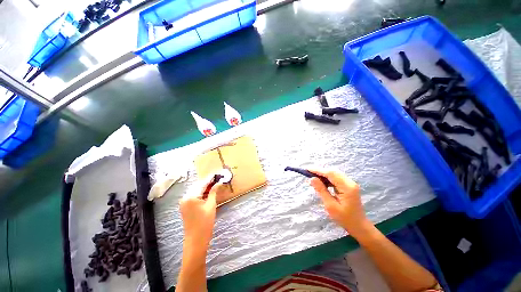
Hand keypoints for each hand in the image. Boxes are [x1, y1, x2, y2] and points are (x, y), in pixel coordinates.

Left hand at [180, 174, 225, 249]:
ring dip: (205, 187)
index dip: (211, 178)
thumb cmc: (205, 223)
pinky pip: (194, 195)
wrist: (195, 241)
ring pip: (196, 190)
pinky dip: (201, 193)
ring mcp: (184, 202)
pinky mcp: (185, 206)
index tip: (218, 173)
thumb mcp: (211, 206)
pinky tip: (209, 192)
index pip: (202, 183)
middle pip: (198, 186)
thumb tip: (219, 183)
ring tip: (215, 184)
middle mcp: (185, 197)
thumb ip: (213, 192)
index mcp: (191, 196)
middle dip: (208, 182)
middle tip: (218, 178)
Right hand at [309, 169, 371, 236]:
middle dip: (320, 171)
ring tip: (313, 178)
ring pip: (334, 174)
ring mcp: (350, 183)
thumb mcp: (330, 206)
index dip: (318, 170)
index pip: (331, 173)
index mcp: (347, 187)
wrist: (359, 226)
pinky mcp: (348, 186)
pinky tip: (321, 182)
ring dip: (323, 175)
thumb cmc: (345, 218)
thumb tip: (312, 179)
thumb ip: (321, 190)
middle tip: (308, 173)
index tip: (307, 169)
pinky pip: (336, 178)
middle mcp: (350, 182)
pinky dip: (327, 178)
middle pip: (333, 172)